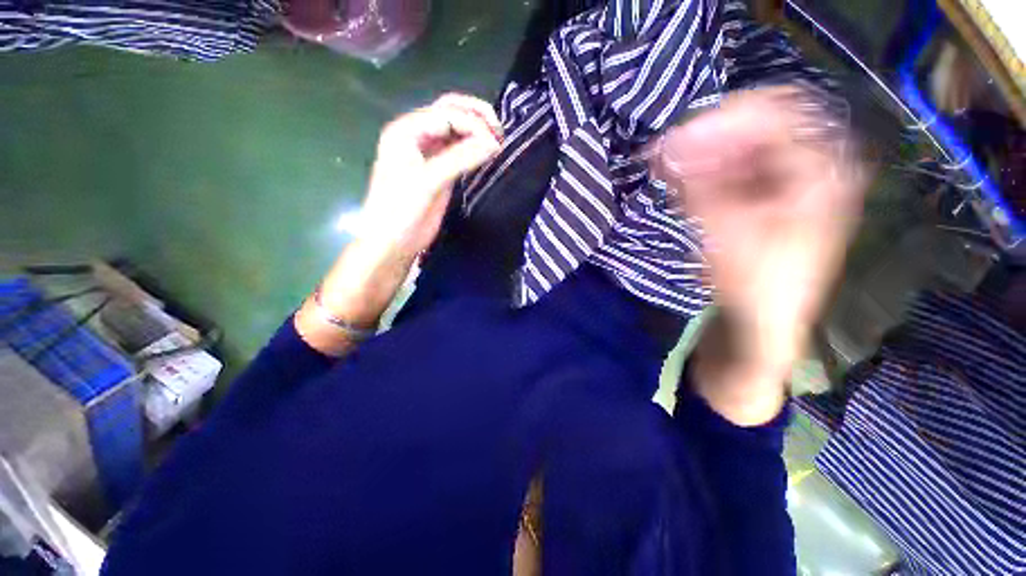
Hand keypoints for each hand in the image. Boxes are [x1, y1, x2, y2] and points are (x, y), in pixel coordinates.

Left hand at [360, 93, 503, 256]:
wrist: (393, 241)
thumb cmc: (401, 210)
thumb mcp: (428, 181)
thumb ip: (460, 159)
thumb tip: (493, 143)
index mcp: (406, 130)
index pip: (446, 114)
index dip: (472, 124)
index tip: (495, 143)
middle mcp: (417, 136)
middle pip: (450, 113)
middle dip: (476, 118)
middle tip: (499, 132)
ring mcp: (429, 154)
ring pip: (456, 132)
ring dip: (477, 132)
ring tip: (498, 142)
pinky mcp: (440, 171)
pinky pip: (459, 152)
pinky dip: (474, 150)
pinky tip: (487, 154)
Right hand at [654, 86, 864, 423]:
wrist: (762, 323)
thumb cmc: (758, 285)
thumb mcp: (729, 236)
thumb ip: (699, 188)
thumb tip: (666, 150)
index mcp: (822, 171)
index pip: (780, 113)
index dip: (727, 118)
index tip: (680, 136)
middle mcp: (808, 167)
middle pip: (757, 128)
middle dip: (706, 137)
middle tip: (665, 153)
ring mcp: (784, 182)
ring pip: (741, 149)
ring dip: (700, 154)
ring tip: (666, 168)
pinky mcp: (762, 198)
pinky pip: (732, 171)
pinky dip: (703, 172)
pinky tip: (679, 181)